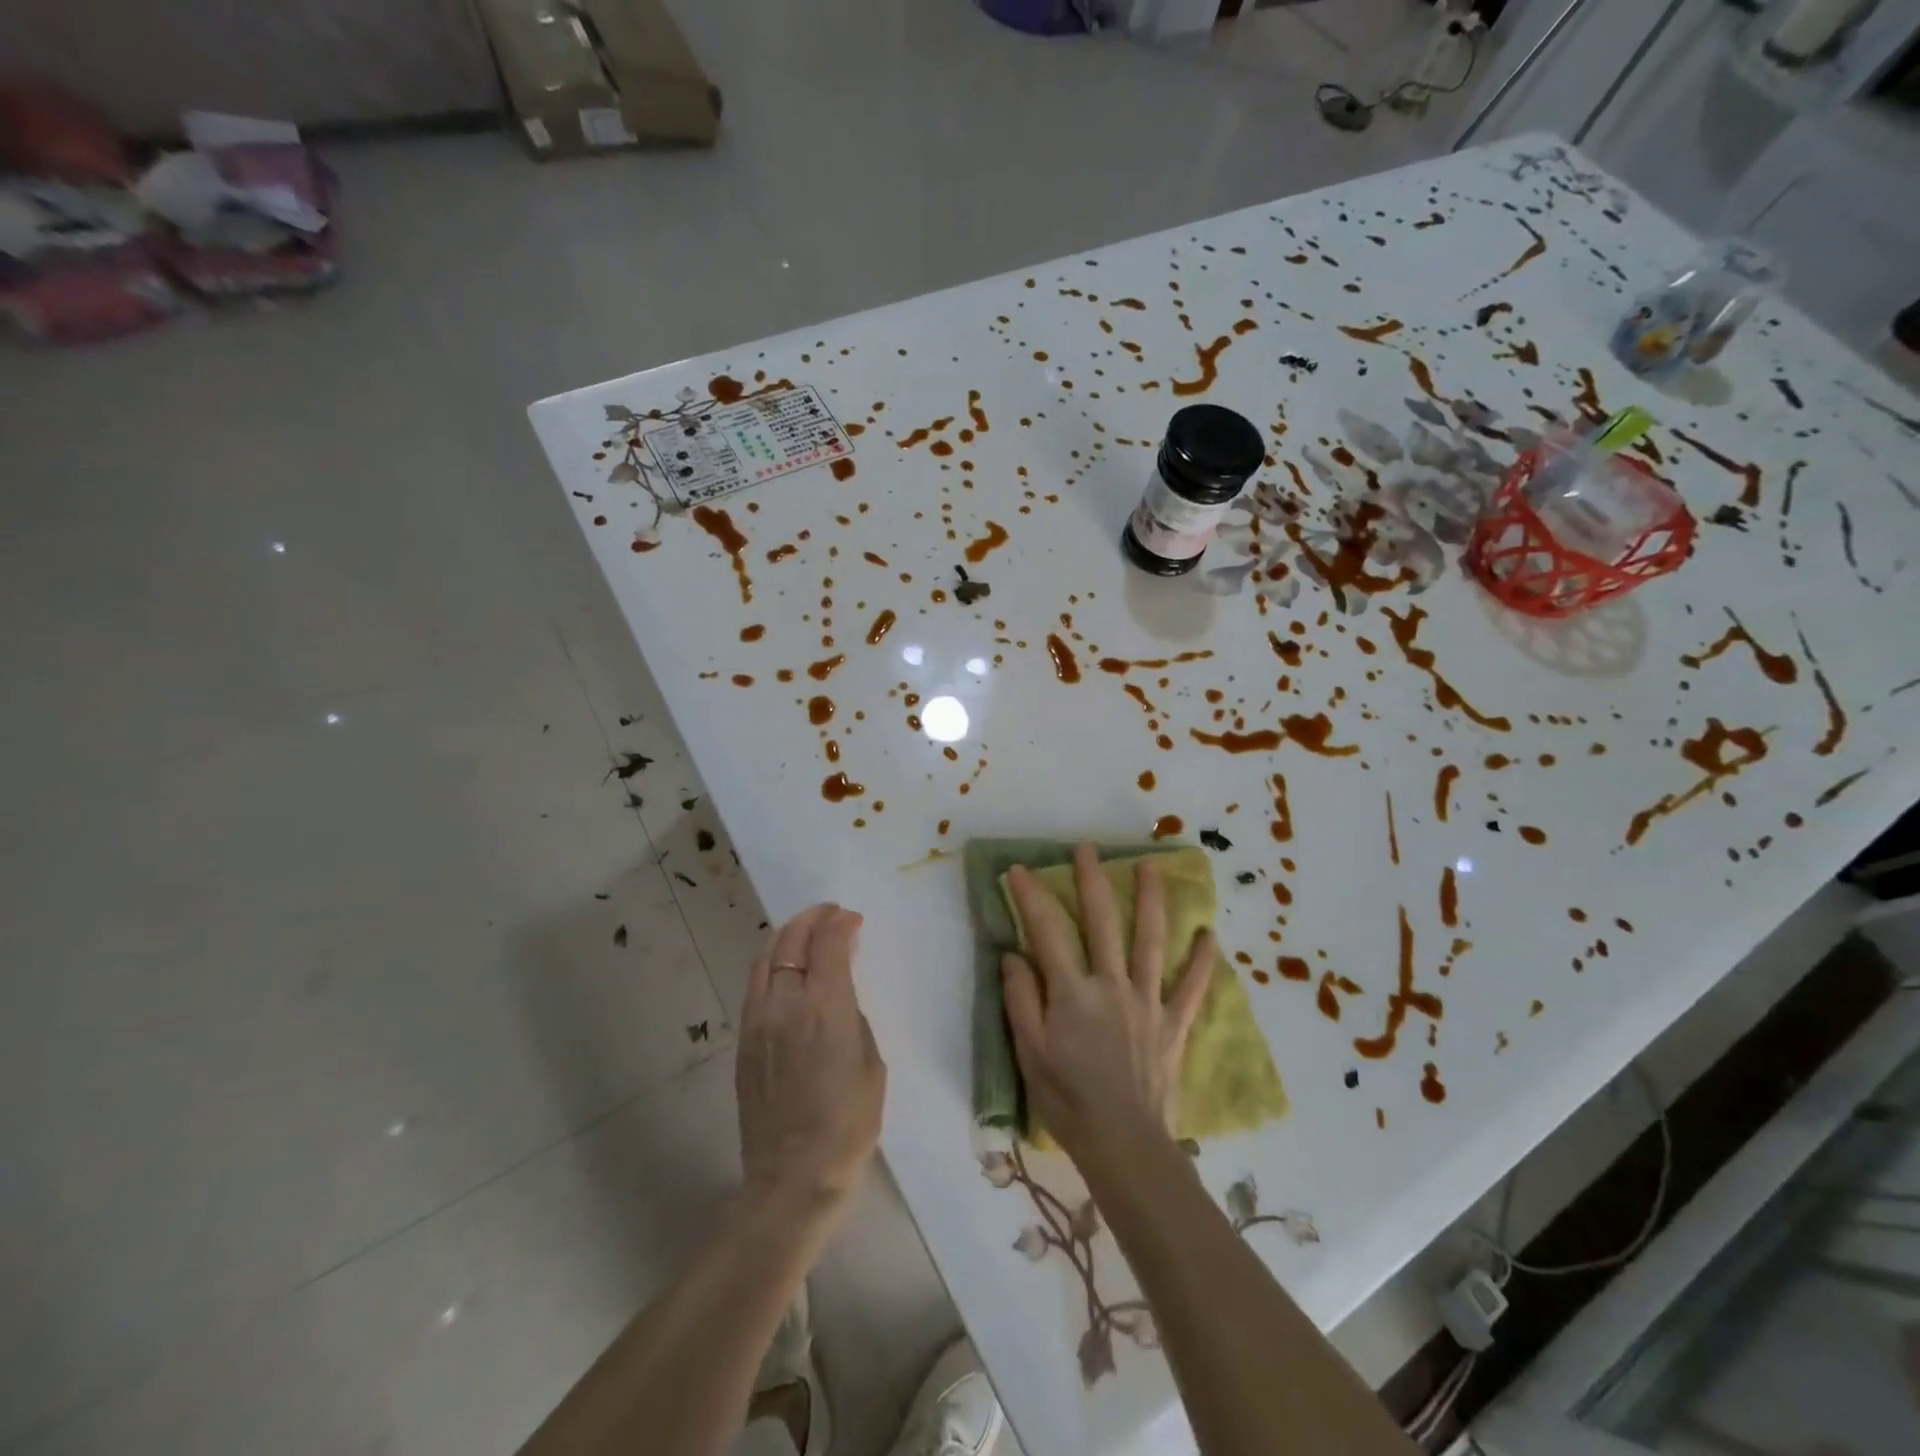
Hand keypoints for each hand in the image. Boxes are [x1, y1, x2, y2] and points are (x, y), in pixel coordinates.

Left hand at [736, 904, 886, 1222]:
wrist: (793, 1178)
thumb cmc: (848, 1124)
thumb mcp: (871, 1064)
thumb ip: (854, 1017)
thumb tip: (840, 993)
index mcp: (825, 1007)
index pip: (828, 942)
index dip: (841, 922)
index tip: (854, 918)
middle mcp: (785, 1003)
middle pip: (790, 939)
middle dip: (812, 918)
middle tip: (830, 914)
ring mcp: (758, 1021)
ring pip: (765, 958)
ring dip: (787, 936)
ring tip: (806, 932)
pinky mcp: (743, 1041)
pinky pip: (755, 985)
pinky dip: (772, 963)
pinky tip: (785, 970)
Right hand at [1001, 843, 1213, 1160]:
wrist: (1125, 1145)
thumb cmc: (1068, 1101)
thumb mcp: (1029, 1053)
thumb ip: (1021, 999)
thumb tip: (1014, 954)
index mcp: (1072, 992)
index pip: (1047, 931)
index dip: (1031, 897)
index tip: (1018, 869)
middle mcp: (1112, 985)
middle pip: (1102, 922)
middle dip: (1092, 880)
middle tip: (1087, 847)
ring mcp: (1147, 1002)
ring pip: (1150, 941)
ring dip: (1151, 900)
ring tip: (1151, 865)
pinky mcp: (1172, 1024)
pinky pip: (1192, 988)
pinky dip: (1203, 961)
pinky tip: (1210, 934)